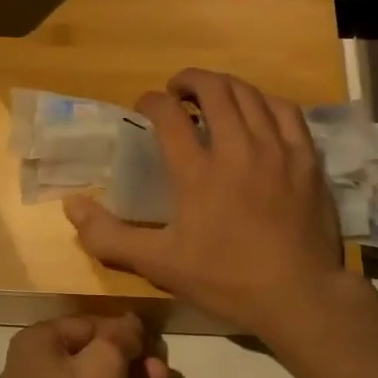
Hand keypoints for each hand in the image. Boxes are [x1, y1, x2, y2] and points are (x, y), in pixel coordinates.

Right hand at [63, 69, 353, 343]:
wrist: (298, 296)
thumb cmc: (225, 279)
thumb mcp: (159, 263)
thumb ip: (110, 236)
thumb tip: (71, 206)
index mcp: (197, 171)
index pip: (168, 115)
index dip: (151, 102)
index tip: (144, 106)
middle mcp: (237, 148)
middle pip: (213, 90)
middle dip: (189, 81)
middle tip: (177, 92)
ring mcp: (276, 150)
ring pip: (249, 94)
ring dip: (225, 86)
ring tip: (212, 95)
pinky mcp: (306, 158)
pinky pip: (287, 111)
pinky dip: (265, 101)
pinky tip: (257, 110)